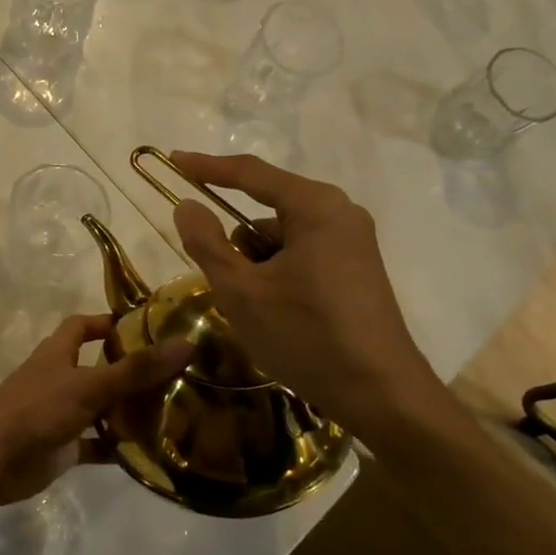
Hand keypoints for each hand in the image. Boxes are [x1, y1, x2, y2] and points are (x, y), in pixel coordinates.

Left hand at [0, 314, 193, 507]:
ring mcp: (61, 415)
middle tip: (175, 373)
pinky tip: (150, 452)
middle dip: (131, 370)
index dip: (109, 322)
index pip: (83, 326)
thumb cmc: (35, 409)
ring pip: (101, 407)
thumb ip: (136, 369)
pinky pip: (97, 444)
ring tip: (173, 411)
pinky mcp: (63, 448)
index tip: (147, 326)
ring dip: (129, 410)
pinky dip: (118, 447)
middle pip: (99, 367)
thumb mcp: (88, 385)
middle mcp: (60, 379)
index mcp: (58, 353)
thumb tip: (186, 343)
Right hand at [167, 151, 439, 427]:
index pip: (250, 173)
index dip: (207, 167)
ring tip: (257, 313)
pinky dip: (279, 276)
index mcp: (315, 206)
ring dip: (258, 266)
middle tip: (226, 285)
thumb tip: (187, 206)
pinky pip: (303, 256)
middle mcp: (340, 213)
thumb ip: (207, 244)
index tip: (173, 160)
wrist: (382, 394)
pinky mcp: (357, 270)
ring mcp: (353, 242)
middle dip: (238, 245)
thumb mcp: (242, 291)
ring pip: (283, 239)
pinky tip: (280, 317)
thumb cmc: (306, 335)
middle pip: (267, 211)